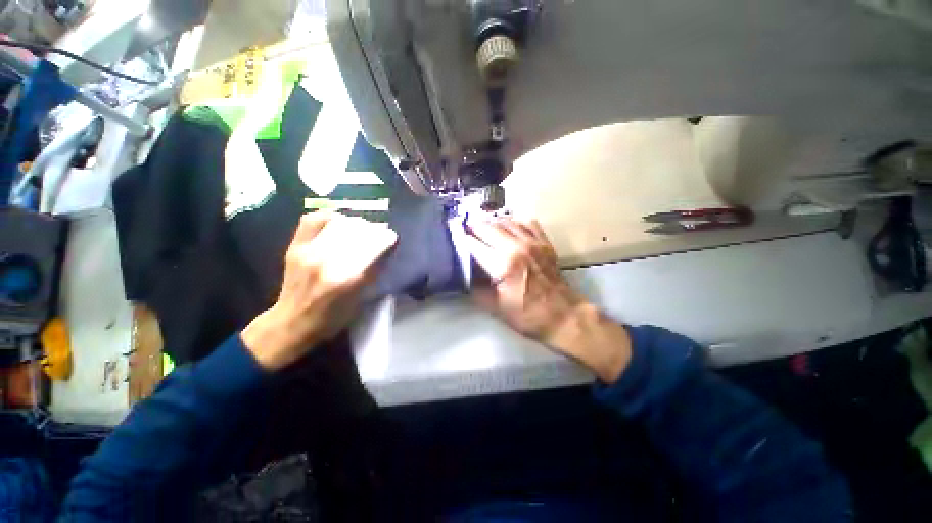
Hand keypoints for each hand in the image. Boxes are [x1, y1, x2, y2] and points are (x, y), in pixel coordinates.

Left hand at [242, 213, 397, 370]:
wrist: (293, 322)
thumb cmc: (333, 318)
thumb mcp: (361, 300)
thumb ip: (374, 273)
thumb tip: (385, 249)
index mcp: (349, 279)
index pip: (375, 246)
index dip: (387, 239)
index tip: (392, 238)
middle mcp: (328, 261)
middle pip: (358, 231)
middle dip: (374, 230)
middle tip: (379, 233)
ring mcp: (308, 252)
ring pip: (340, 223)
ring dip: (356, 224)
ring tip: (361, 228)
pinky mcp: (295, 247)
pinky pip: (313, 220)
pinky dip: (329, 217)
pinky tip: (338, 221)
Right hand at [465, 217, 631, 382]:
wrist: (564, 316)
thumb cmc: (528, 315)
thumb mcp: (496, 308)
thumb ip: (476, 290)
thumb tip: (463, 277)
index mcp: (503, 265)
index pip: (476, 245)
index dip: (462, 239)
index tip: (453, 235)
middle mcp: (517, 247)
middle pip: (490, 228)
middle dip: (474, 226)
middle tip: (464, 225)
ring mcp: (533, 243)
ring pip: (508, 222)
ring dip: (492, 221)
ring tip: (482, 223)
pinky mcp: (545, 243)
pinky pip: (528, 223)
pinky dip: (515, 220)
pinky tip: (509, 224)